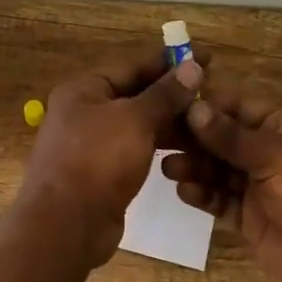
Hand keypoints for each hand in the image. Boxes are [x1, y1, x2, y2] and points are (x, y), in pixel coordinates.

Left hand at [17, 45, 203, 267]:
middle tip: (215, 93)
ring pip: (138, 125)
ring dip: (171, 123)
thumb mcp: (135, 120)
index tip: (207, 57)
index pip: (133, 66)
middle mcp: (84, 112)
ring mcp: (92, 144)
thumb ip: (165, 94)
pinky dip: (159, 146)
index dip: (170, 62)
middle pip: (135, 95)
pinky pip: (136, 150)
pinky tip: (189, 150)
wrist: (66, 224)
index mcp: (84, 89)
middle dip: (173, 95)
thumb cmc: (97, 160)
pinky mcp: (103, 172)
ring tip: (210, 122)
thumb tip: (192, 66)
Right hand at [160, 79, 281, 281]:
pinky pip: (220, 200)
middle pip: (223, 138)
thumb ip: (230, 135)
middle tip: (157, 136)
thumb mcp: (276, 155)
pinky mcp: (251, 218)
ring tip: (168, 167)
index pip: (238, 106)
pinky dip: (202, 194)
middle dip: (192, 137)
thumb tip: (192, 107)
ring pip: (217, 169)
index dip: (206, 103)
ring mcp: (260, 187)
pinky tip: (184, 189)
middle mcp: (270, 153)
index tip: (169, 101)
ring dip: (193, 166)